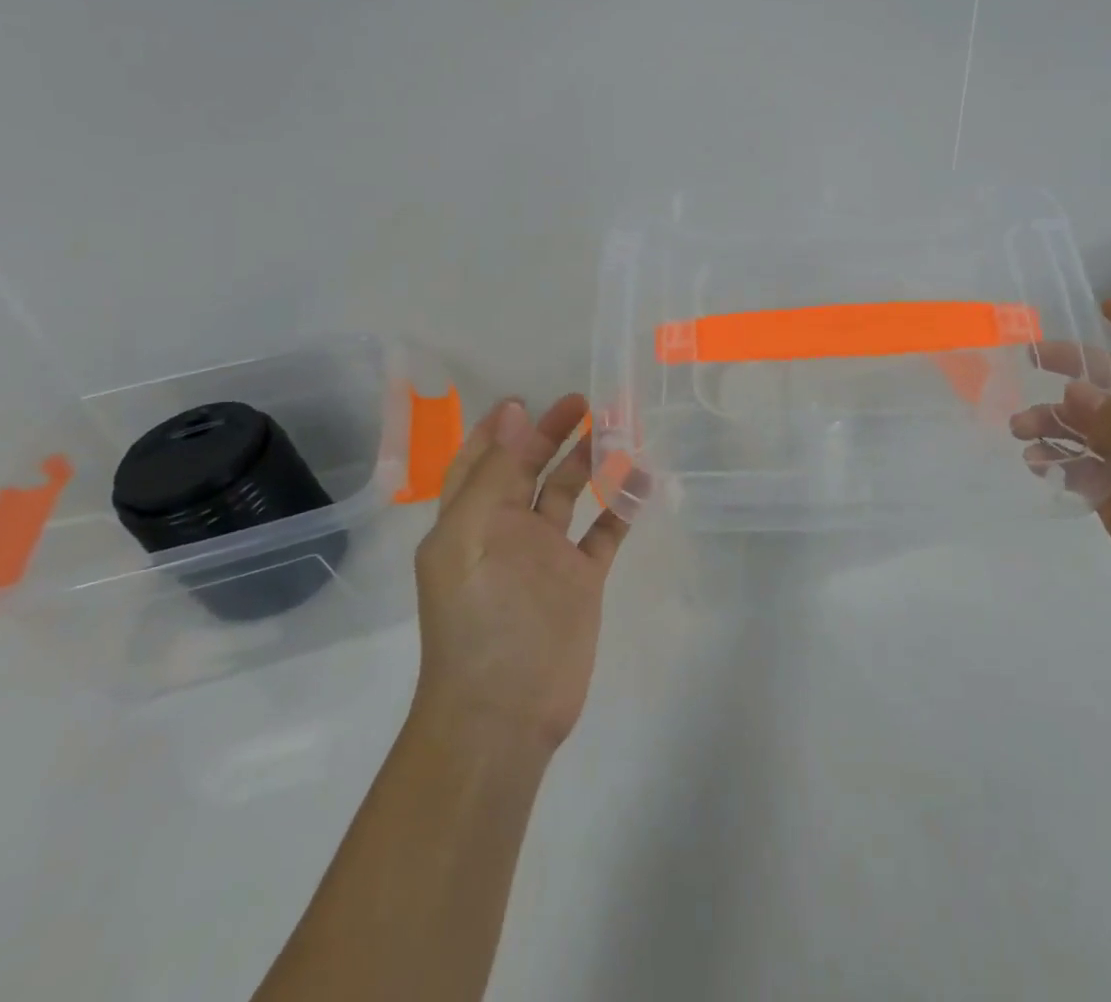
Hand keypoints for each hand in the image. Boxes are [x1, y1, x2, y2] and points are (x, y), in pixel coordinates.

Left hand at [412, 395, 629, 751]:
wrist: (504, 712)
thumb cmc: (480, 620)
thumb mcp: (472, 537)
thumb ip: (494, 474)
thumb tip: (514, 412)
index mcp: (470, 520)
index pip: (481, 460)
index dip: (500, 428)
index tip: (527, 399)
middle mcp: (507, 531)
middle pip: (529, 470)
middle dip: (552, 435)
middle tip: (585, 403)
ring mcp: (546, 555)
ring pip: (569, 494)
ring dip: (589, 462)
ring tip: (618, 430)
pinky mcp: (580, 580)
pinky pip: (604, 531)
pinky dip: (620, 504)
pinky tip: (640, 479)